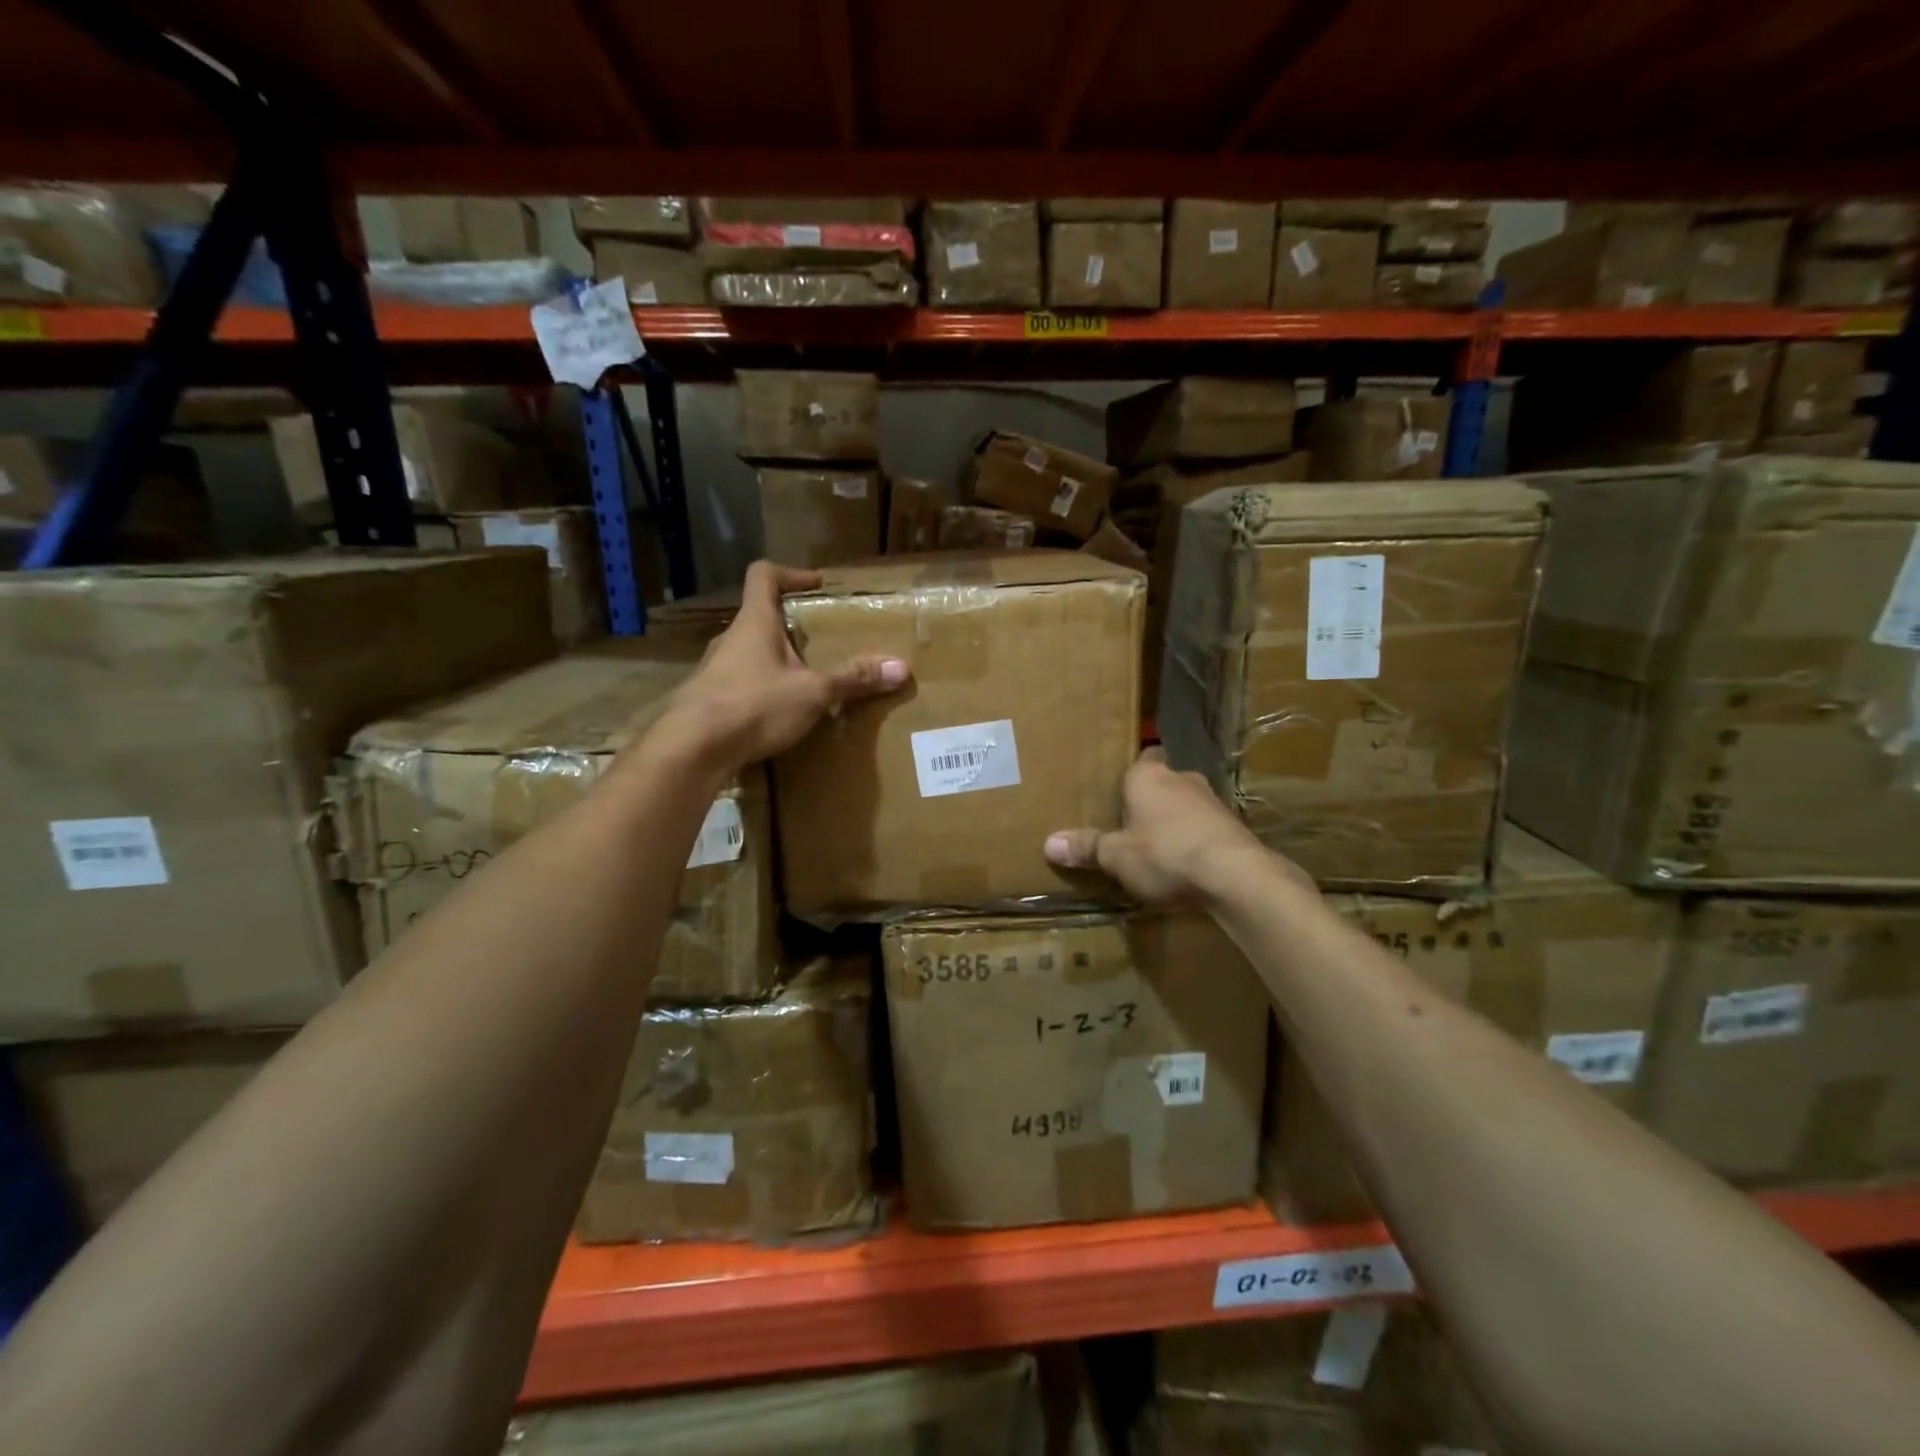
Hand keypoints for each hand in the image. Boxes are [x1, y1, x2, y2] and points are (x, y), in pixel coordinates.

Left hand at [656, 562, 908, 769]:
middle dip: (790, 626)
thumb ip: (853, 680)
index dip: (791, 573)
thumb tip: (901, 668)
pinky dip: (760, 690)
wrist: (692, 749)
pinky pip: (738, 684)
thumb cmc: (754, 705)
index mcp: (754, 623)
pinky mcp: (706, 700)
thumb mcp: (812, 692)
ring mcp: (713, 670)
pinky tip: (777, 714)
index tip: (816, 585)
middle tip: (819, 642)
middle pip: (759, 617)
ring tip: (803, 681)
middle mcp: (730, 639)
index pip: (763, 575)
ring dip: (774, 660)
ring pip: (748, 653)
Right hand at [1045, 748, 1294, 903]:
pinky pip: (1206, 829)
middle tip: (1132, 822)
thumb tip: (1049, 843)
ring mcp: (1213, 802)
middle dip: (1152, 800)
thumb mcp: (1116, 855)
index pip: (1142, 757)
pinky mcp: (1235, 828)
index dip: (1132, 772)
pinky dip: (1197, 841)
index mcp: (1149, 776)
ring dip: (1176, 821)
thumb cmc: (1165, 853)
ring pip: (1187, 805)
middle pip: (1164, 782)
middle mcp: (1182, 779)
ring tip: (1158, 847)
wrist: (1235, 875)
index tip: (1120, 788)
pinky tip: (1188, 864)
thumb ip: (1086, 847)